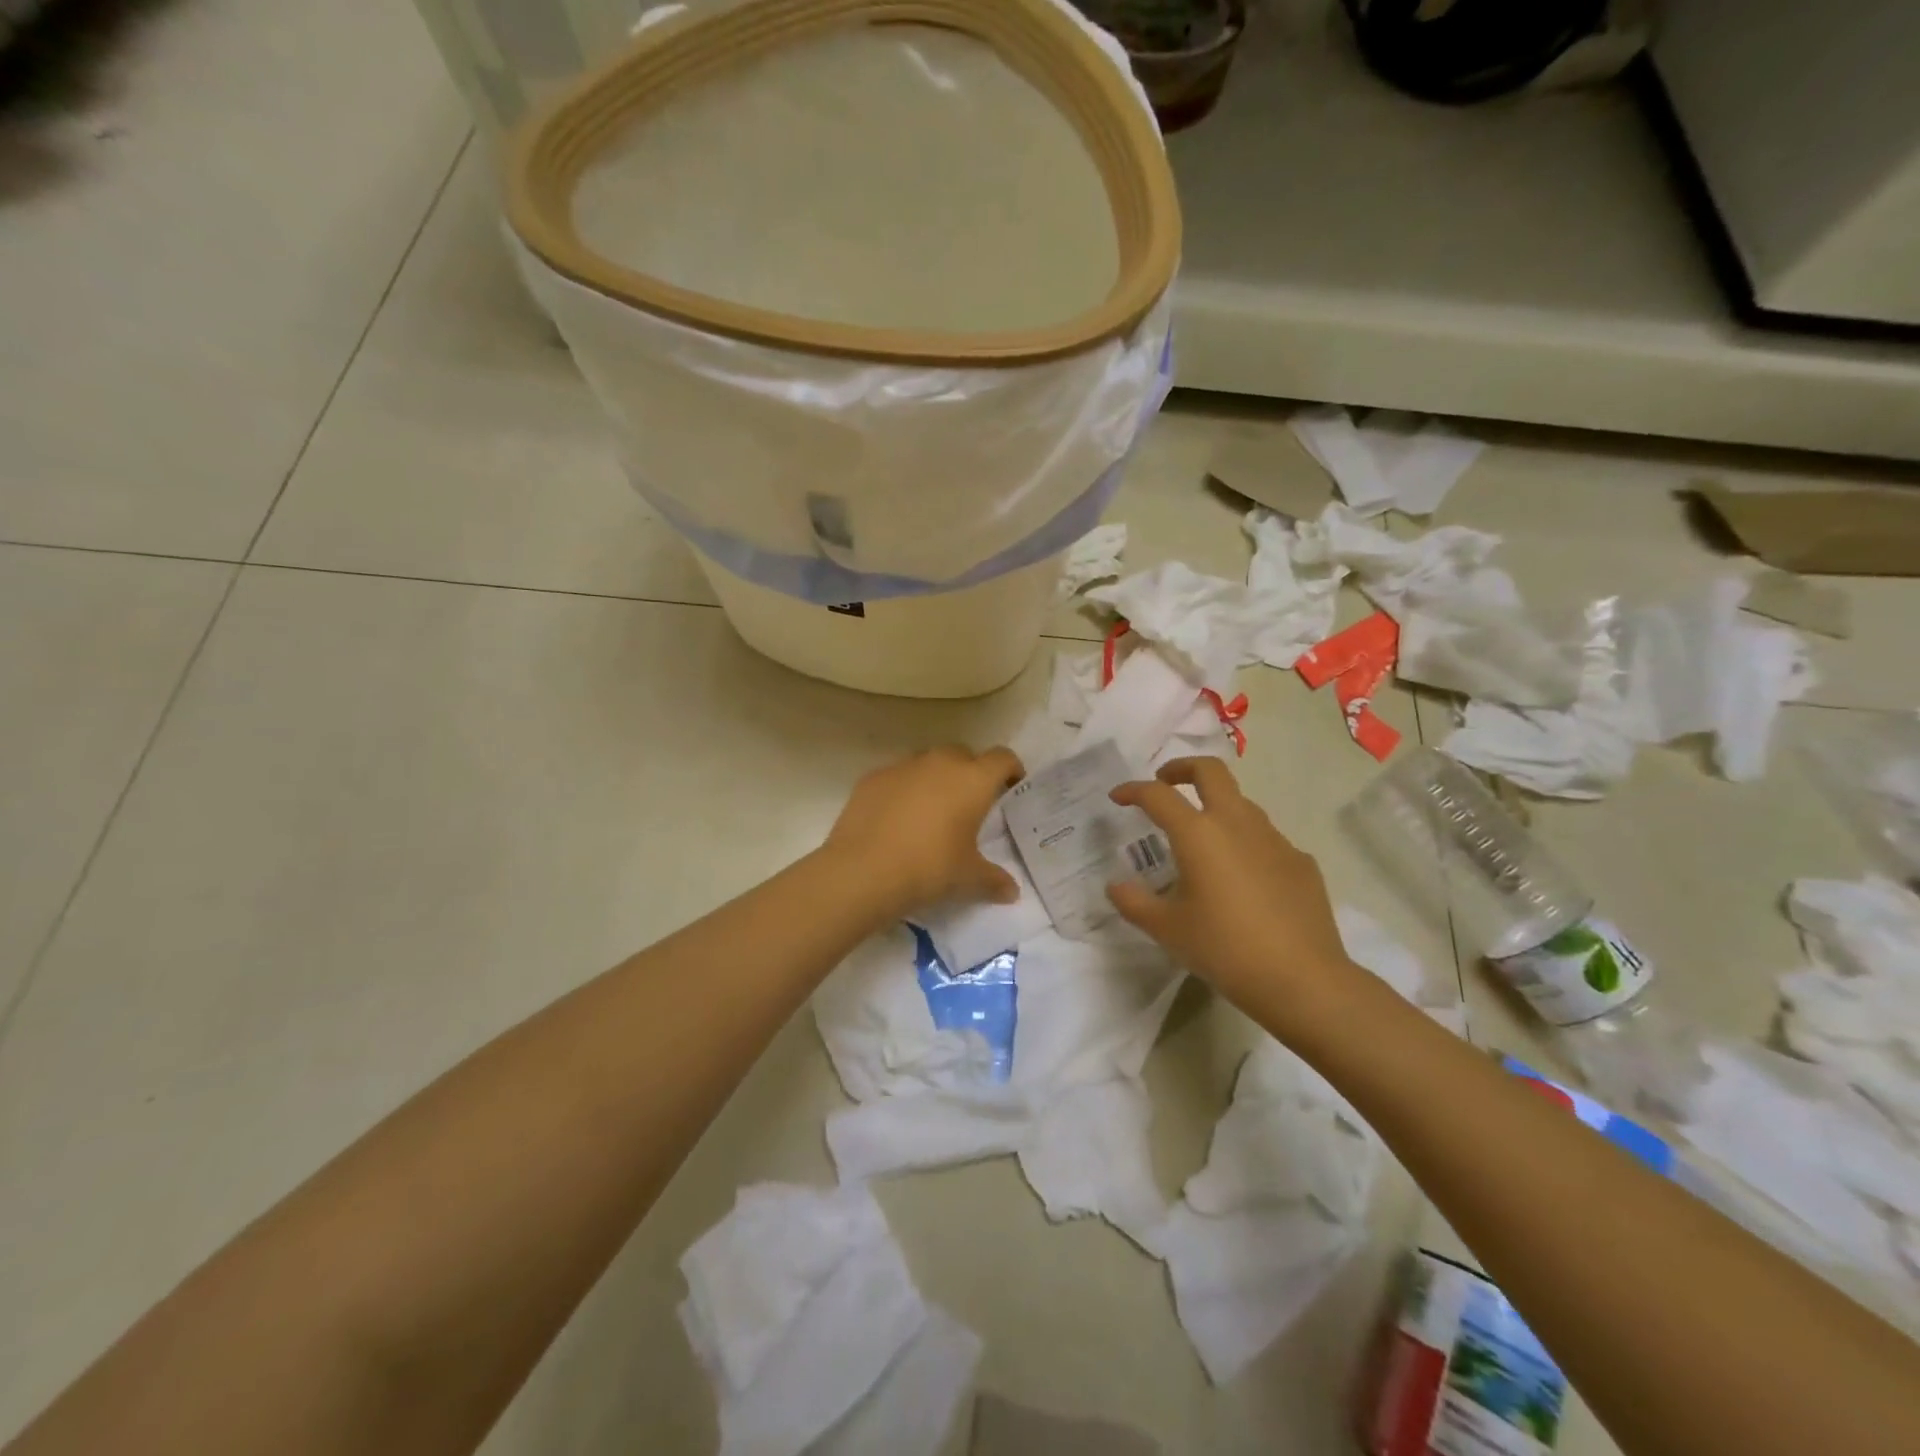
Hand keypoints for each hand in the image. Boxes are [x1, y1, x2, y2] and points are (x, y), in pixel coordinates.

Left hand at [823, 746, 1025, 918]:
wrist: (863, 870)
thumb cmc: (929, 868)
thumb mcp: (967, 878)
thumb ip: (994, 880)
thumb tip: (1012, 892)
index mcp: (972, 780)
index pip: (1002, 758)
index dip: (1011, 769)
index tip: (1011, 787)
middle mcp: (940, 762)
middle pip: (964, 755)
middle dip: (970, 773)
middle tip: (970, 804)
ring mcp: (903, 766)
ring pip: (928, 762)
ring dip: (936, 779)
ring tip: (932, 811)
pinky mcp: (873, 777)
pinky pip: (898, 776)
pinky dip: (904, 790)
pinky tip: (897, 819)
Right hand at [1106, 758, 1361, 1024]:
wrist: (1302, 979)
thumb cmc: (1224, 949)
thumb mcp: (1167, 929)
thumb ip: (1134, 902)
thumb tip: (1116, 886)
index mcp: (1198, 834)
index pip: (1158, 795)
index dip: (1133, 790)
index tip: (1118, 797)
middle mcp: (1237, 823)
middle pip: (1211, 771)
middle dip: (1182, 768)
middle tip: (1165, 782)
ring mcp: (1275, 839)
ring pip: (1241, 803)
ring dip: (1216, 806)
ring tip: (1201, 837)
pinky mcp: (1300, 861)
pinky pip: (1266, 839)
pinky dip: (1245, 842)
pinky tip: (1242, 878)